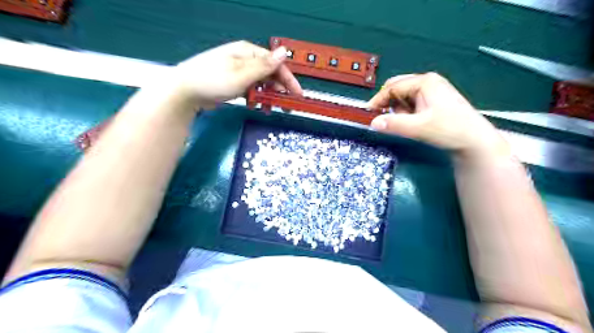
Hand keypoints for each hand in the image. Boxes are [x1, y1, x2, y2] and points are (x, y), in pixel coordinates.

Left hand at [172, 38, 301, 107]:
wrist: (185, 91)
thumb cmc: (213, 80)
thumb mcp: (242, 74)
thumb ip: (264, 66)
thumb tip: (284, 52)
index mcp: (248, 53)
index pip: (276, 64)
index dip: (288, 80)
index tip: (297, 95)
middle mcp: (245, 60)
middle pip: (270, 74)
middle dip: (279, 90)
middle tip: (286, 106)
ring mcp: (239, 72)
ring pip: (261, 83)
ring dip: (267, 96)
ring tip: (269, 108)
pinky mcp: (234, 83)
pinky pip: (251, 89)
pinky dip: (256, 98)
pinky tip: (256, 105)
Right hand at [370, 73, 507, 157]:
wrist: (474, 141)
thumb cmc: (449, 129)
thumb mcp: (418, 127)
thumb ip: (394, 124)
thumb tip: (373, 123)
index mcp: (424, 82)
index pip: (392, 87)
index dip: (378, 100)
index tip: (368, 113)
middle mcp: (427, 82)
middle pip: (397, 89)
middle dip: (390, 105)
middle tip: (388, 120)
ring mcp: (432, 91)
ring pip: (404, 98)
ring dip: (399, 111)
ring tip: (409, 124)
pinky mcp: (434, 101)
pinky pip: (412, 104)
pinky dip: (407, 114)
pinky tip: (415, 123)